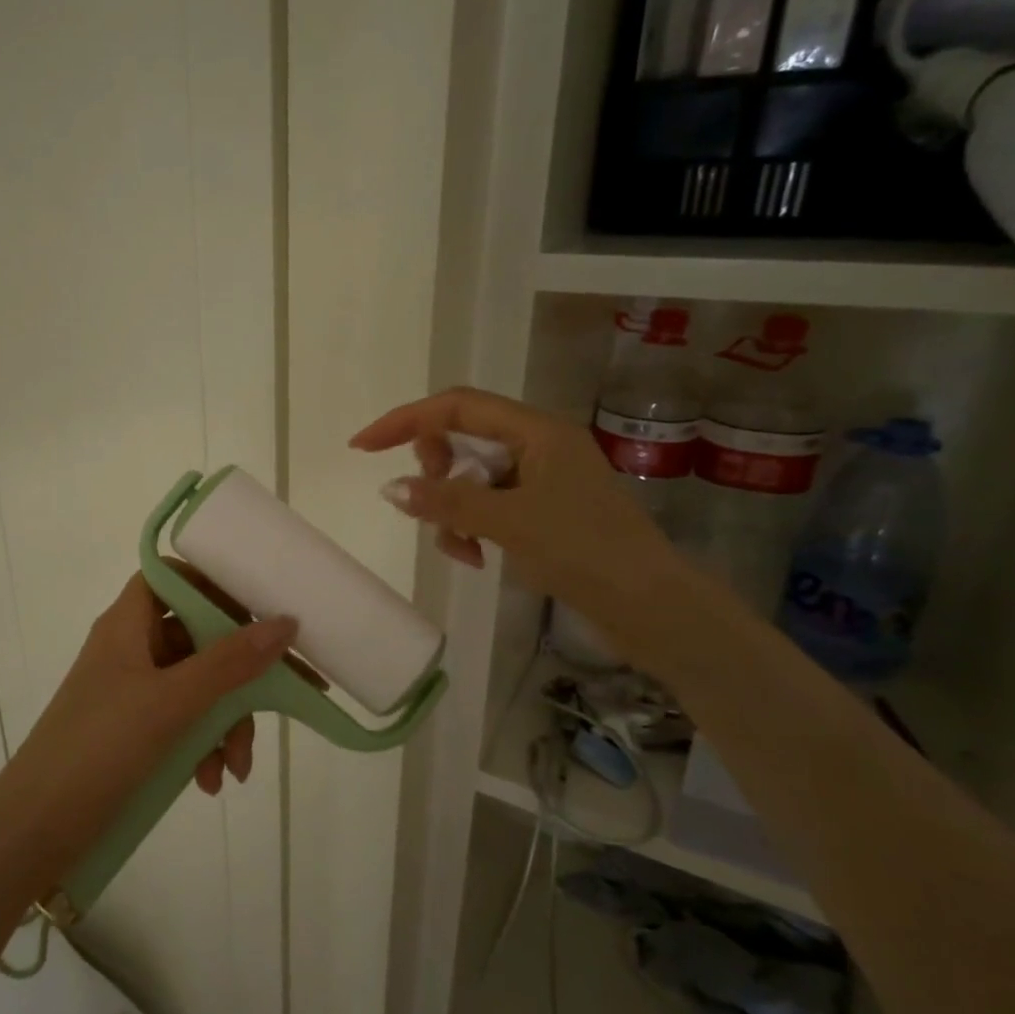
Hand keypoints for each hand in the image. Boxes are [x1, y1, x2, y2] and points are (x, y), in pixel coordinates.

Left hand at [4, 573, 294, 867]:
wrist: (35, 829)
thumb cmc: (100, 748)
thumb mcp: (171, 703)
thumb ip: (230, 662)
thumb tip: (285, 622)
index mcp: (128, 623)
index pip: (173, 578)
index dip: (214, 586)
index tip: (257, 611)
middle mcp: (131, 648)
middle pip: (198, 638)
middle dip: (238, 677)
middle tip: (274, 706)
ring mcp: (132, 690)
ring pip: (197, 686)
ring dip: (225, 723)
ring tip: (235, 770)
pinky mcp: (134, 730)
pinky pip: (183, 721)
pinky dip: (203, 746)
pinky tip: (212, 781)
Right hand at [350, 387, 687, 655]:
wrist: (651, 607)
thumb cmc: (585, 551)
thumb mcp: (509, 522)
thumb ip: (447, 500)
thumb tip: (391, 488)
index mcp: (537, 431)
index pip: (457, 407)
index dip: (406, 421)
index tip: (363, 447)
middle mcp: (538, 446)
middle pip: (461, 439)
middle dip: (435, 471)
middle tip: (426, 503)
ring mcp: (541, 480)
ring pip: (471, 479)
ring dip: (452, 509)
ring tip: (460, 548)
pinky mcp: (542, 512)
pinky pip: (487, 506)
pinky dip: (472, 527)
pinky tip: (476, 557)